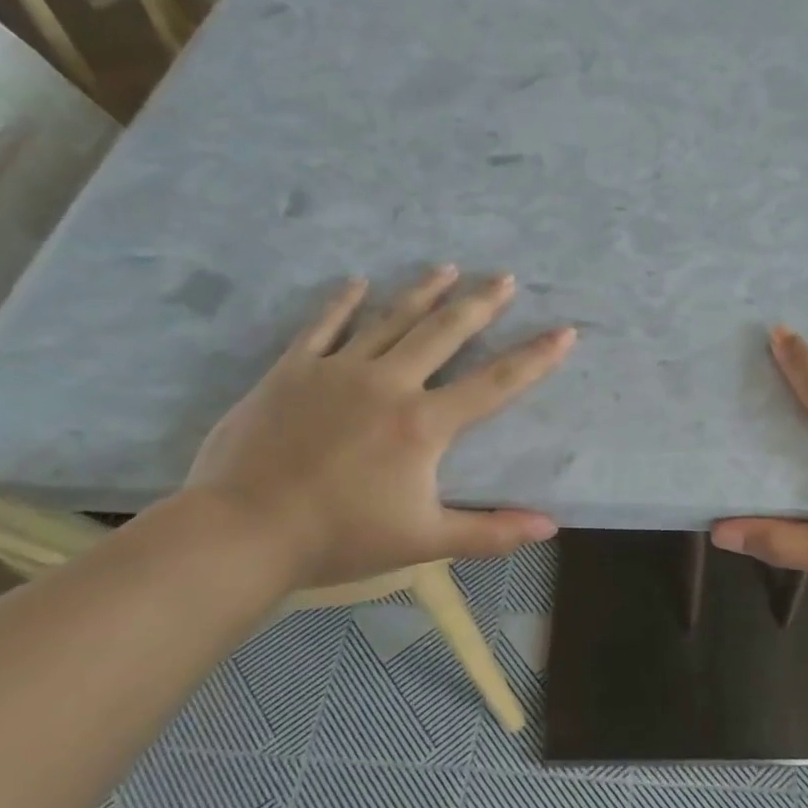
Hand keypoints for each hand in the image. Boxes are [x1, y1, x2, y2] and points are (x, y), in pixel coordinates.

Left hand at [182, 267, 573, 589]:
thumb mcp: (425, 541)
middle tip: (504, 277)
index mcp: (424, 424)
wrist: (243, 532)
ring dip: (423, 291)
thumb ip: (491, 532)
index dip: (535, 357)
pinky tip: (358, 282)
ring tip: (448, 267)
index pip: (495, 383)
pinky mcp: (292, 371)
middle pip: (444, 332)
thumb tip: (550, 526)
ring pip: (391, 318)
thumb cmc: (340, 538)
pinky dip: (343, 303)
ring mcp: (337, 371)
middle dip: (479, 303)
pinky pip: (323, 326)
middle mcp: (389, 383)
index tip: (564, 330)